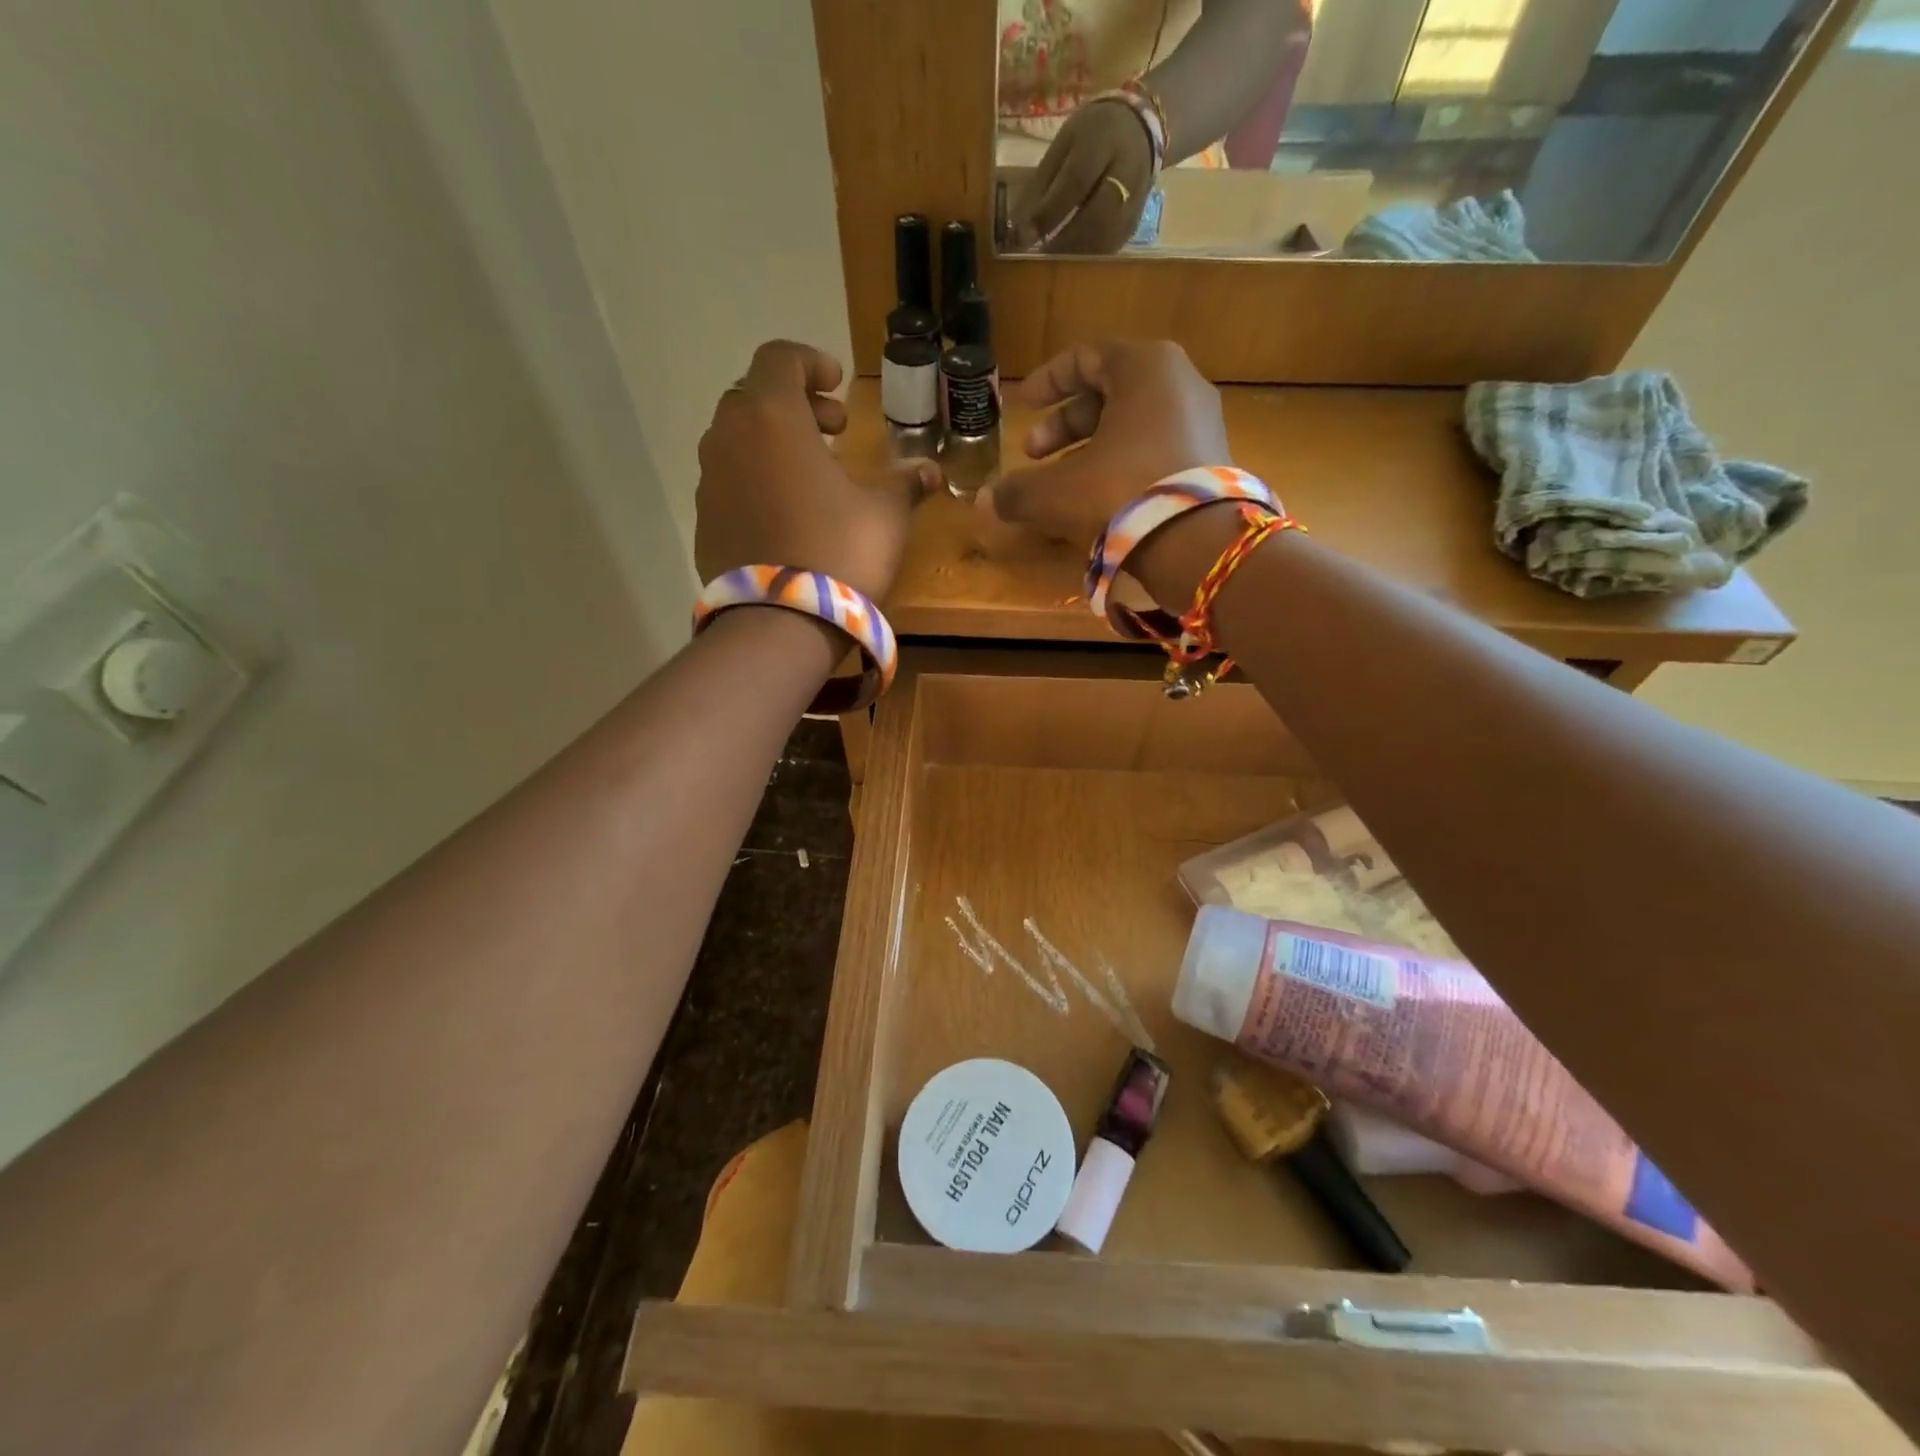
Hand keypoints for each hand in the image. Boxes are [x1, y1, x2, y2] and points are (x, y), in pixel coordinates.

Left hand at [694, 341, 940, 600]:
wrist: (780, 624)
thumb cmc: (839, 552)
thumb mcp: (885, 515)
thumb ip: (905, 484)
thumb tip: (932, 472)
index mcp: (772, 417)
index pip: (780, 358)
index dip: (811, 362)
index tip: (838, 385)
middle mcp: (729, 437)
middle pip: (755, 397)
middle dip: (796, 405)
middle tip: (834, 431)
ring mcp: (710, 481)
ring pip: (738, 439)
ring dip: (773, 443)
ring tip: (812, 474)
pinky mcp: (704, 521)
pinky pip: (730, 481)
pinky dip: (756, 479)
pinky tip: (786, 513)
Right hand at [985, 340, 1236, 607]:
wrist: (1197, 543)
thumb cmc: (1121, 492)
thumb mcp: (1056, 491)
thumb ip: (1016, 491)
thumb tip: (983, 503)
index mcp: (1144, 366)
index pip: (1085, 357)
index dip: (1047, 382)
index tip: (1022, 405)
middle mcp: (1180, 383)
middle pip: (1109, 393)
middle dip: (1064, 426)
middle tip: (1033, 455)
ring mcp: (1202, 422)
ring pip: (1132, 425)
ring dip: (1090, 449)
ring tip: (1062, 483)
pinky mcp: (1211, 460)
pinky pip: (1155, 450)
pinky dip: (1122, 465)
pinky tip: (1099, 499)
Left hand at [1008, 100, 1153, 253]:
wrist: (1139, 129)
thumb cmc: (1091, 136)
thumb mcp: (1063, 145)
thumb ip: (1042, 184)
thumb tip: (1017, 226)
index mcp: (1103, 140)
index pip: (1075, 182)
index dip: (1048, 213)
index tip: (1023, 236)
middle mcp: (1127, 170)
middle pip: (1097, 215)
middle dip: (1064, 240)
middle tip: (1039, 255)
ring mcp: (1137, 199)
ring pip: (1108, 237)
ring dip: (1076, 255)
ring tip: (1052, 263)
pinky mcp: (1136, 221)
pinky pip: (1113, 246)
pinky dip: (1089, 258)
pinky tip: (1072, 262)